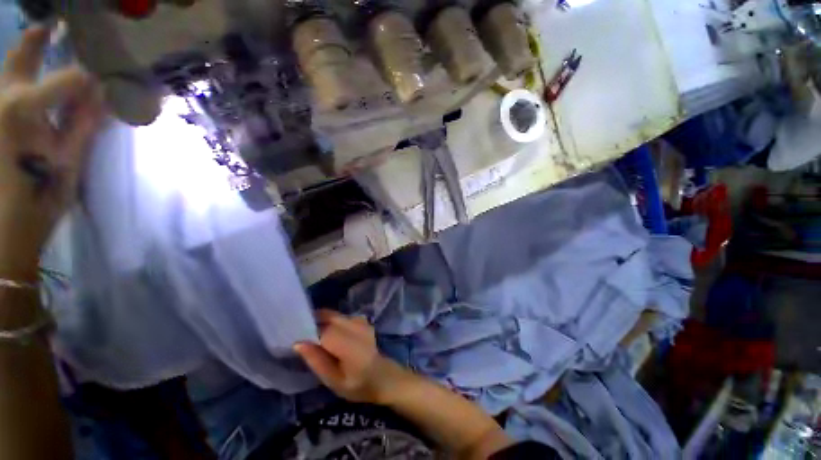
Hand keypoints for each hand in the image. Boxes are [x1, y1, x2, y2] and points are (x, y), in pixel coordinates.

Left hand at [0, 27, 103, 277]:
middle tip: (56, 26)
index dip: (91, 76)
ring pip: (8, 71)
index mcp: (22, 108)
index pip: (68, 78)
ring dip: (26, 56)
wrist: (2, 231)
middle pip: (21, 56)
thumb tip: (103, 95)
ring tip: (43, 45)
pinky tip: (27, 82)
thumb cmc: (37, 200)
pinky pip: (4, 94)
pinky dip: (18, 83)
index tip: (106, 74)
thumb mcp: (68, 164)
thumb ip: (84, 125)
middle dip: (40, 39)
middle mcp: (2, 98)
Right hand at [294, 310, 402, 404]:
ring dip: (322, 321)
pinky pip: (342, 317)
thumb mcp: (332, 380)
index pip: (323, 330)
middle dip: (313, 321)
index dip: (307, 331)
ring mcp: (361, 321)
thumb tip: (298, 343)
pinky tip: (329, 334)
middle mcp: (355, 326)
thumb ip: (316, 360)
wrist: (381, 375)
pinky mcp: (362, 320)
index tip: (294, 337)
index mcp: (349, 344)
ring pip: (335, 315)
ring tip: (313, 335)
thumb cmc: (356, 384)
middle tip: (301, 334)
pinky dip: (332, 321)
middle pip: (329, 316)